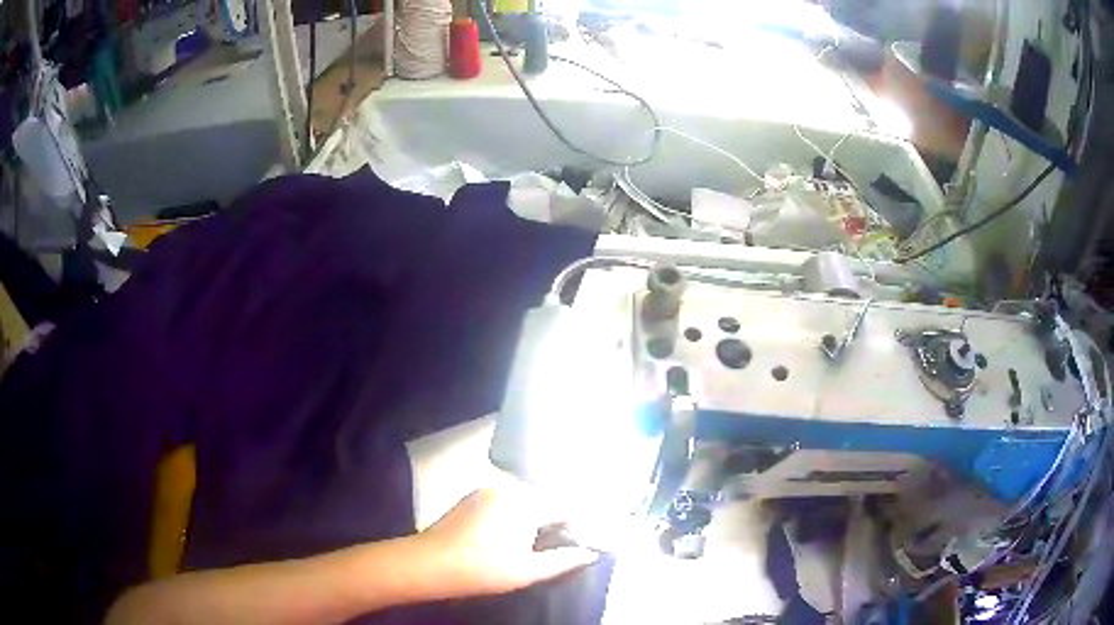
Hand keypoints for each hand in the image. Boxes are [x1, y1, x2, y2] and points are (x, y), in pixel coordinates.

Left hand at [414, 487, 598, 597]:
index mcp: (525, 502)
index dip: (578, 526)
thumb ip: (563, 560)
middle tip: (561, 547)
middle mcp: (509, 488)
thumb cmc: (481, 570)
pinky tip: (510, 537)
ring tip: (537, 545)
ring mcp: (488, 489)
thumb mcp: (527, 571)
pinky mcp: (473, 496)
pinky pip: (506, 500)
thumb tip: (590, 553)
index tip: (582, 545)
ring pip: (525, 499)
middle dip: (557, 521)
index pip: (566, 507)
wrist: (427, 563)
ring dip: (537, 517)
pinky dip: (516, 514)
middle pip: (546, 500)